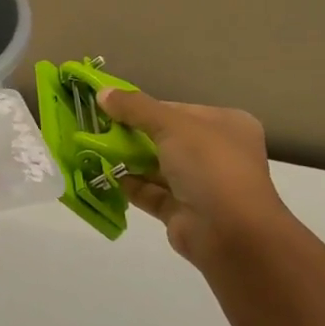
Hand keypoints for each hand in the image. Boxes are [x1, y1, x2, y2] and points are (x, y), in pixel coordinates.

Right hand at [99, 89, 291, 269]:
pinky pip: (152, 193)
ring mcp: (202, 185)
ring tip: (93, 149)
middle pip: (167, 137)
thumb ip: (135, 108)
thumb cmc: (210, 165)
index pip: (179, 110)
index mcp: (227, 125)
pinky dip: (130, 184)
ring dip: (128, 159)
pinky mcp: (184, 212)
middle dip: (133, 134)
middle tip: (98, 128)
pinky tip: (105, 175)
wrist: (231, 234)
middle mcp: (218, 154)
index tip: (111, 106)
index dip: (145, 108)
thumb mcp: (172, 125)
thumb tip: (102, 92)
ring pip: (158, 166)